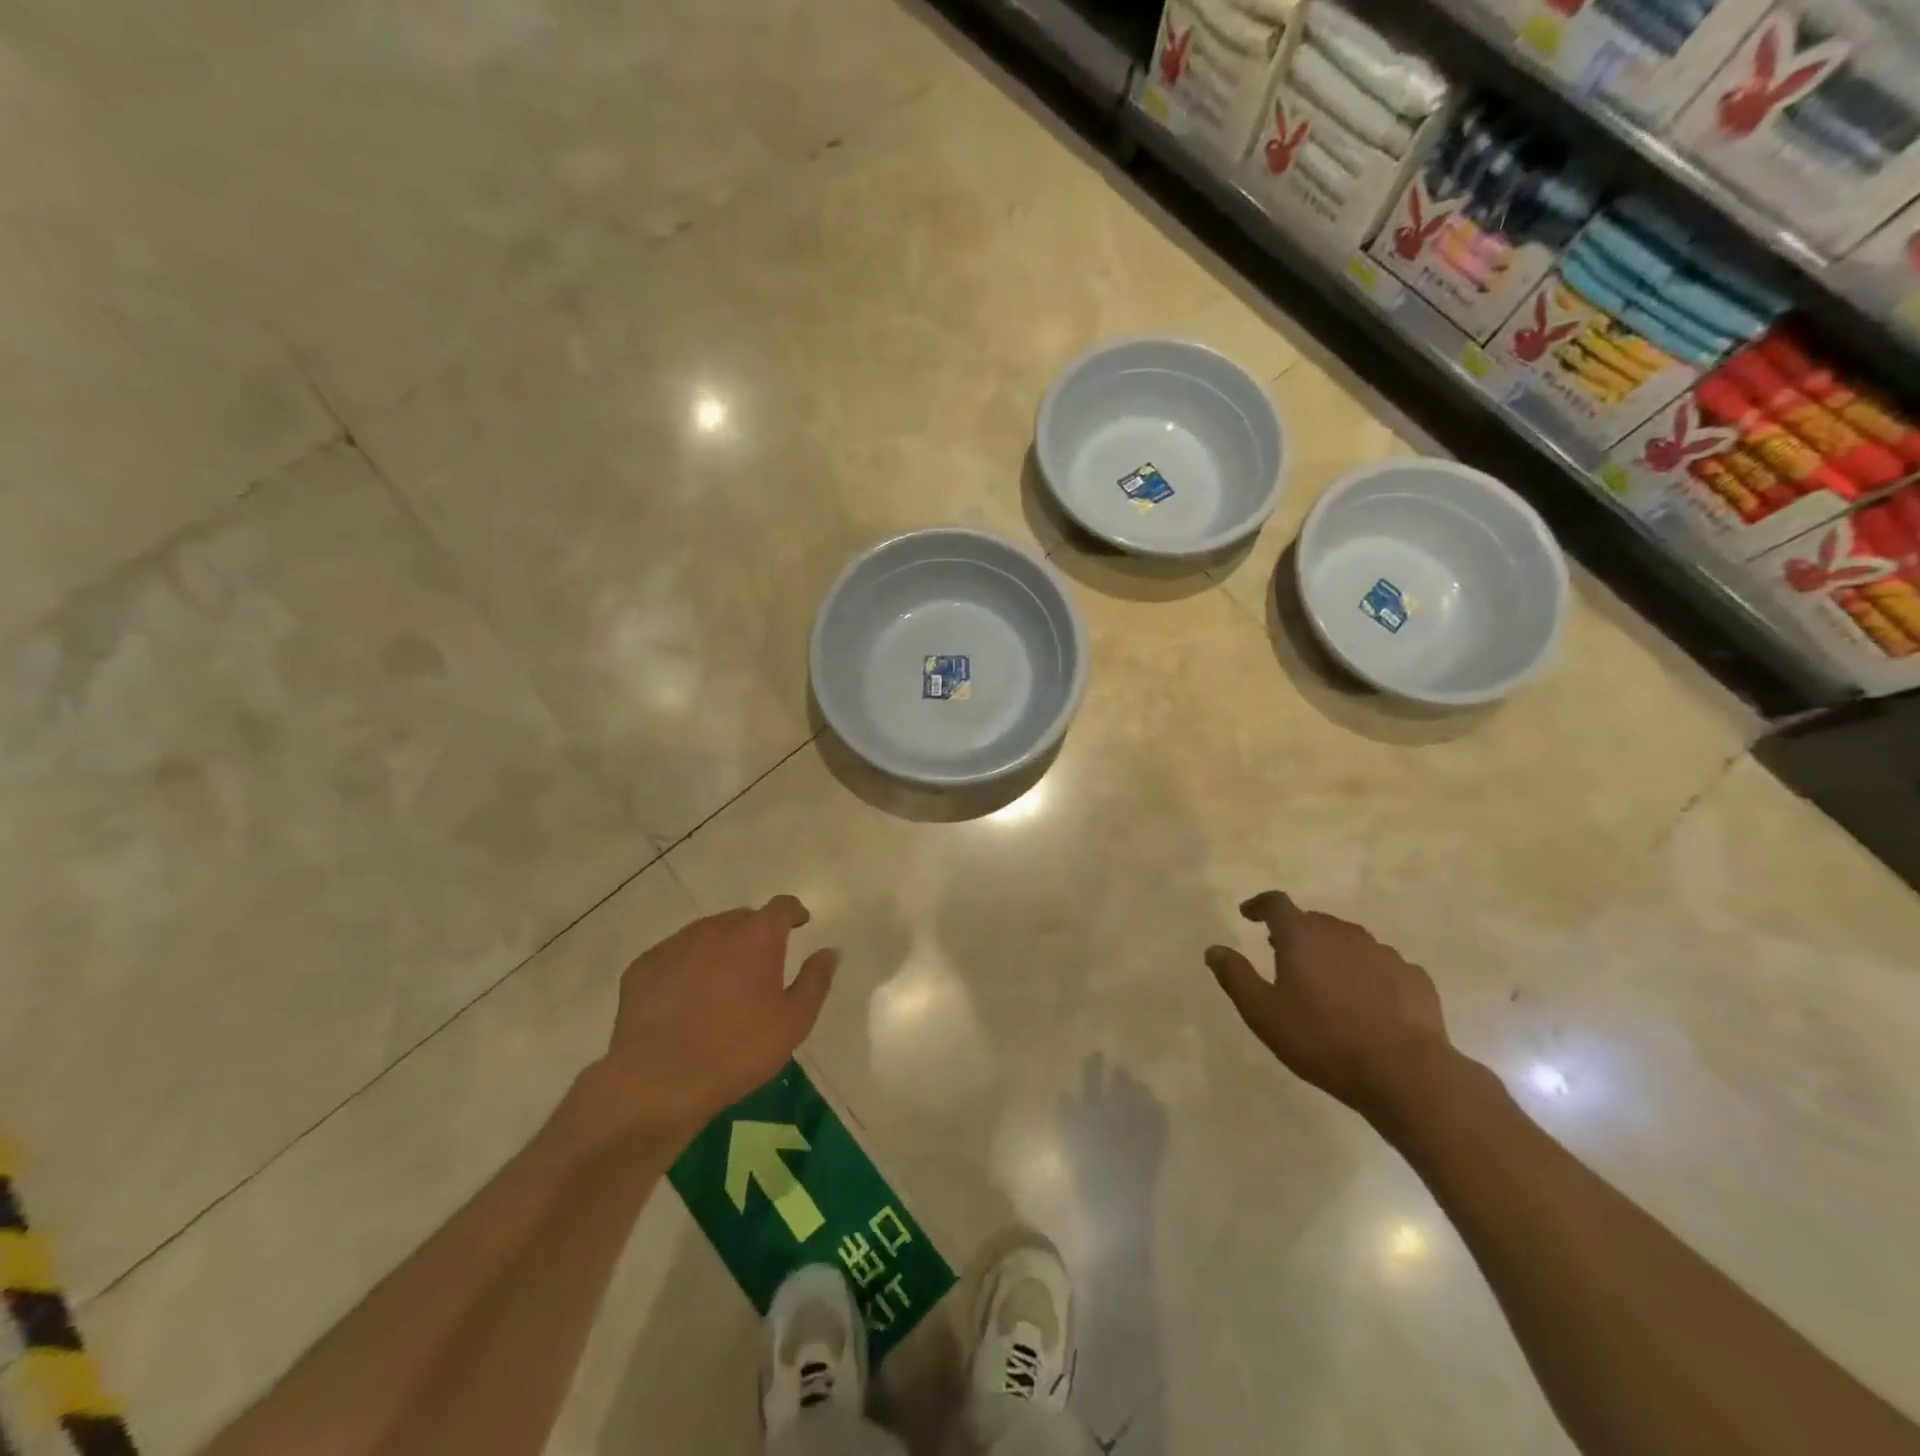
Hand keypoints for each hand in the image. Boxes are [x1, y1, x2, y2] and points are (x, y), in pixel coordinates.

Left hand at [581, 896, 838, 1139]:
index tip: (799, 923)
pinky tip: (685, 999)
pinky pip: (674, 956)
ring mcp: (675, 944)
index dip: (793, 912)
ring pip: (706, 934)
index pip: (781, 906)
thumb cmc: (737, 1050)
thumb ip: (815, 980)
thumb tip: (830, 951)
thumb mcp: (793, 1022)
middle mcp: (717, 928)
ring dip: (719, 948)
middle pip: (742, 918)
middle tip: (760, 964)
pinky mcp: (644, 966)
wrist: (658, 1081)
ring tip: (722, 983)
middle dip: (755, 933)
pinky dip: (686, 966)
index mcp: (758, 936)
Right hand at [1205, 891, 1450, 1118]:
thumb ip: (1235, 976)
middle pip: (1314, 922)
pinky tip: (1368, 1004)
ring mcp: (1383, 953)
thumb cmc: (1322, 1039)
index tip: (1248, 914)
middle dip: (1296, 934)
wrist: (1405, 1073)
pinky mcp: (1414, 977)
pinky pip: (1382, 967)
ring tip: (1327, 984)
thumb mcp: (1263, 1013)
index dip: (1259, 905)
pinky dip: (1368, 976)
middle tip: (1283, 956)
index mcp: (1303, 935)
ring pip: (1350, 943)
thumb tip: (1214, 950)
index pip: (1276, 903)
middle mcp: (1343, 933)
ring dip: (1333, 954)